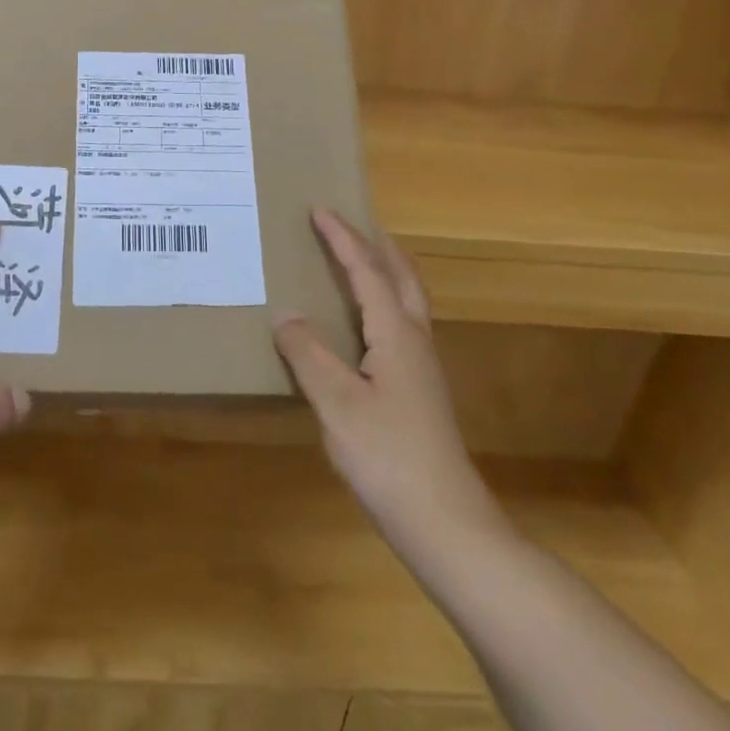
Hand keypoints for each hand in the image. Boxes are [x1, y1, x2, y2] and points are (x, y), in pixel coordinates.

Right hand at [274, 208, 507, 560]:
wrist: (444, 521)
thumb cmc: (388, 456)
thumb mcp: (337, 403)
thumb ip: (308, 354)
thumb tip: (285, 314)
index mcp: (396, 334)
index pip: (367, 271)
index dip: (342, 238)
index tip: (319, 209)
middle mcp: (415, 341)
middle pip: (402, 277)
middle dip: (377, 246)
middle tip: (353, 224)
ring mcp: (422, 368)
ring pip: (408, 301)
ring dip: (386, 271)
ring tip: (362, 261)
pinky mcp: (420, 391)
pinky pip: (402, 325)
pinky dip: (384, 303)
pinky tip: (366, 326)